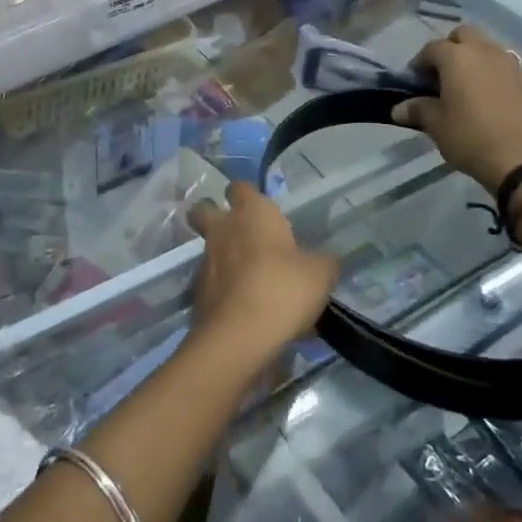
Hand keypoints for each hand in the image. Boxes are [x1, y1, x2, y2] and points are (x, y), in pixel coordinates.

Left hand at [187, 182, 337, 351]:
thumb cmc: (284, 288)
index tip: (259, 207)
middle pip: (203, 210)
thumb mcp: (320, 274)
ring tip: (252, 280)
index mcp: (252, 213)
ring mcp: (205, 261)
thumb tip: (323, 260)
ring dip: (224, 258)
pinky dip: (225, 289)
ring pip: (209, 249)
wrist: (241, 334)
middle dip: (212, 215)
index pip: (240, 187)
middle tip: (236, 232)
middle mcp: (222, 230)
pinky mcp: (198, 292)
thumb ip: (321, 261)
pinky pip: (212, 283)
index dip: (247, 195)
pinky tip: (246, 308)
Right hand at [394, 25, 521, 193]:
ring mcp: (515, 66)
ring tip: (471, 89)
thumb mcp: (436, 126)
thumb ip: (417, 109)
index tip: (415, 82)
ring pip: (491, 50)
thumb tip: (399, 108)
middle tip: (444, 75)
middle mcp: (487, 53)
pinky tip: (496, 104)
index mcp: (458, 58)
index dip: (420, 62)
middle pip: (465, 35)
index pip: (432, 48)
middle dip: (452, 48)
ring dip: (478, 62)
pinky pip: (512, 72)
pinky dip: (500, 80)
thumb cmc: (470, 138)